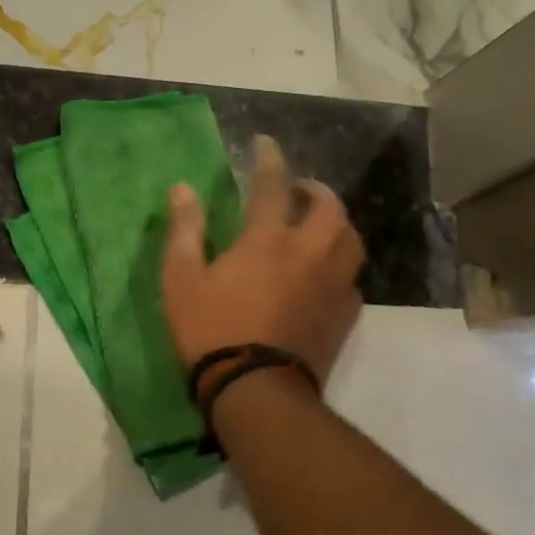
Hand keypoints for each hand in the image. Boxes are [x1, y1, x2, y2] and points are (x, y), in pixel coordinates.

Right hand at [161, 135, 364, 383]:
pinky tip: (327, 274)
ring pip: (351, 240)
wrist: (256, 391)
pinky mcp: (343, 315)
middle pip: (329, 208)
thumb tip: (181, 189)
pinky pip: (352, 278)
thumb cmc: (211, 331)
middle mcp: (308, 254)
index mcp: (267, 240)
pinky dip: (341, 265)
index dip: (269, 160)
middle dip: (316, 191)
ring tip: (319, 227)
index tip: (267, 143)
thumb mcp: (181, 279)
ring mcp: (332, 285)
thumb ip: (184, 230)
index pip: (273, 186)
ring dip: (337, 224)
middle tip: (299, 192)